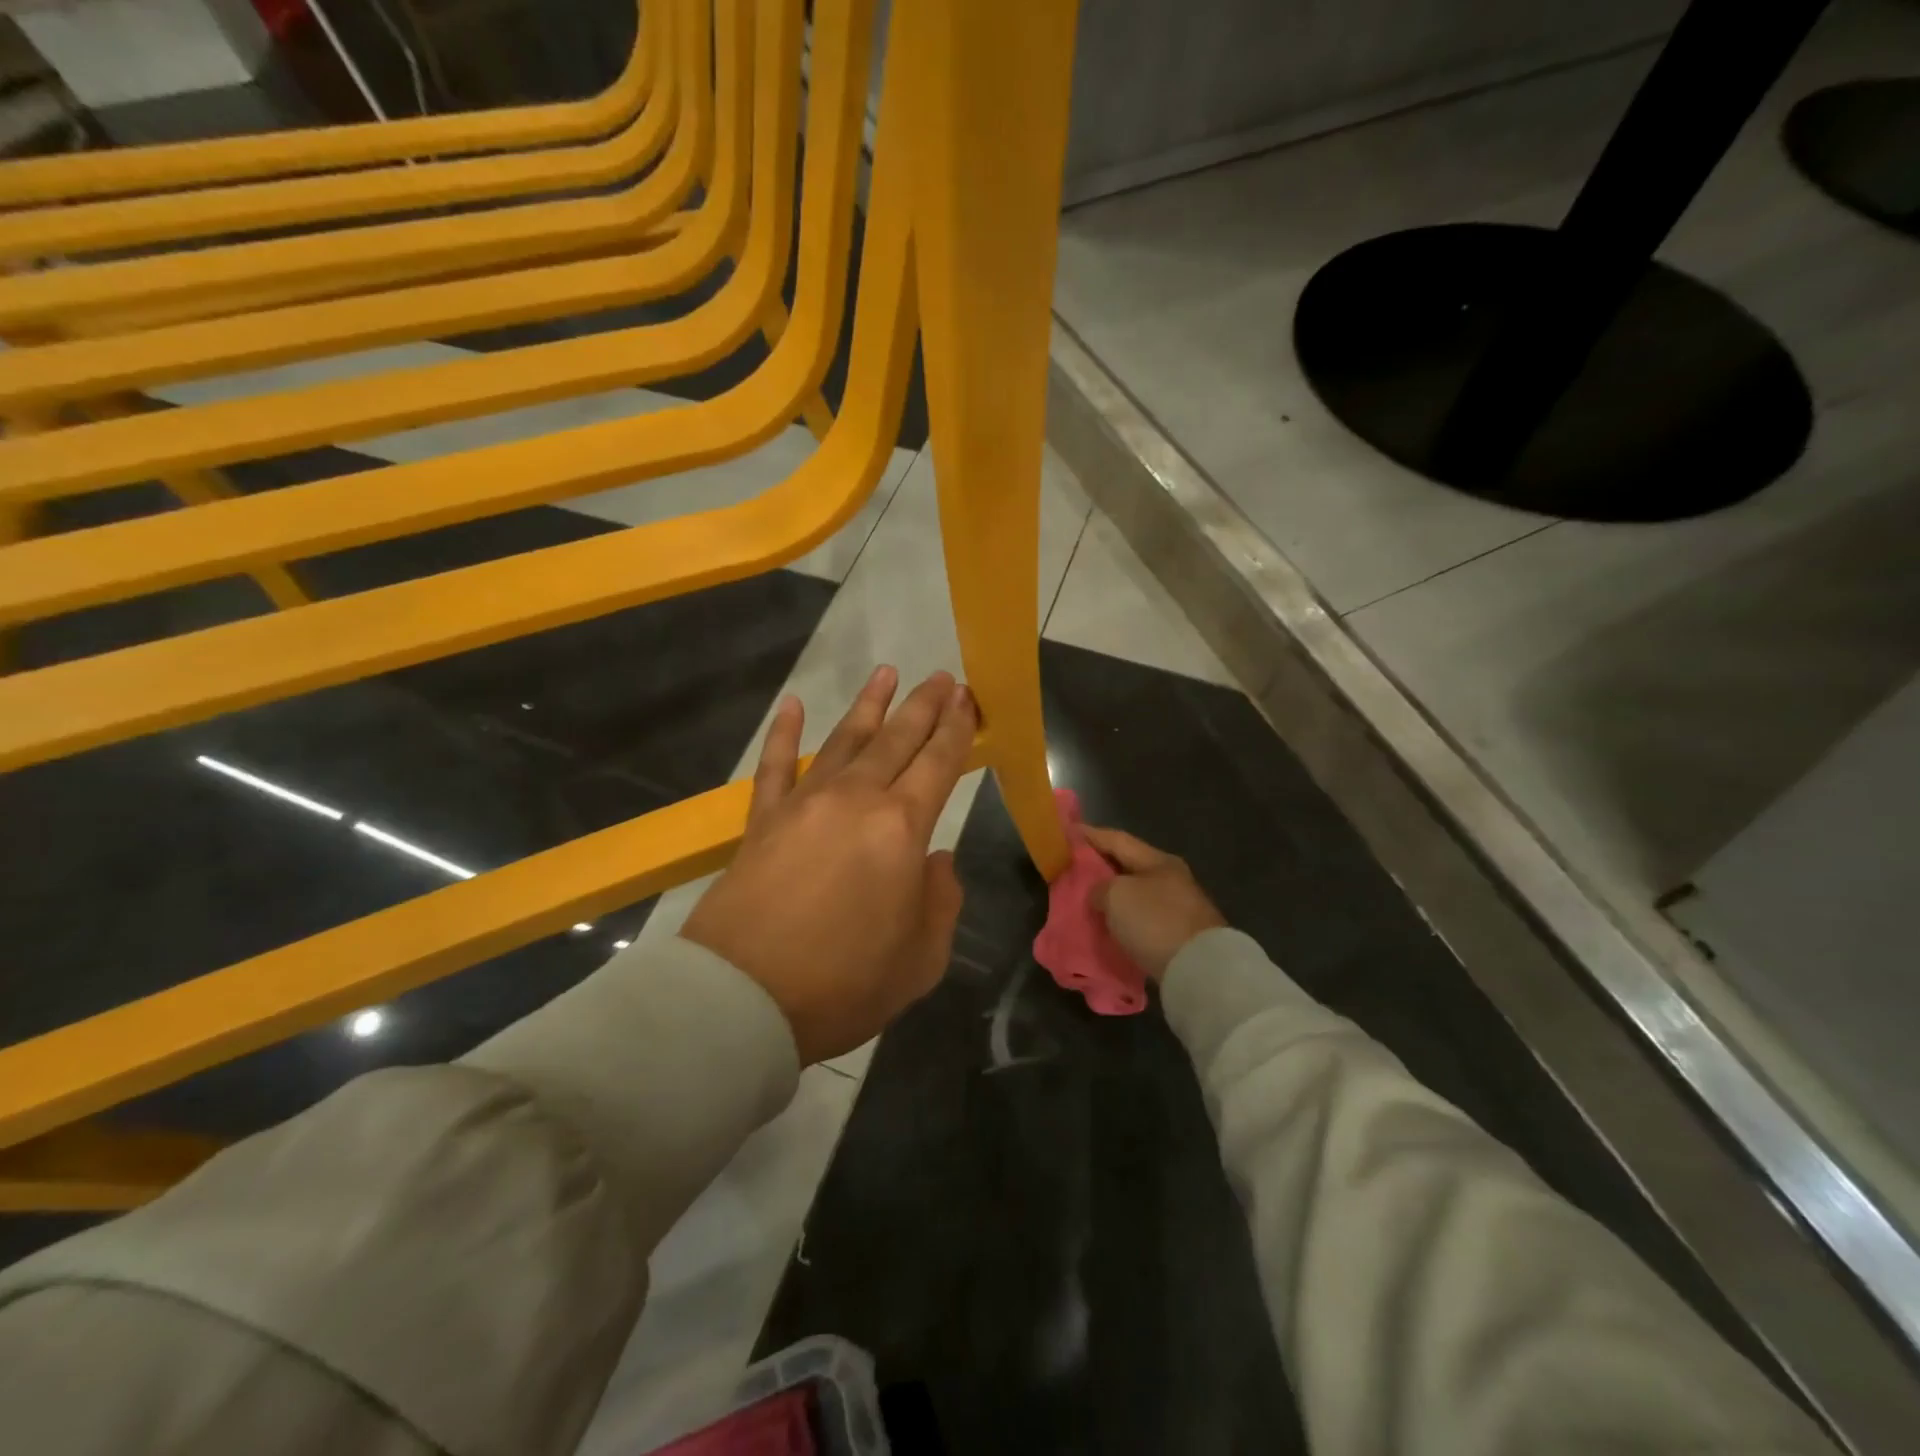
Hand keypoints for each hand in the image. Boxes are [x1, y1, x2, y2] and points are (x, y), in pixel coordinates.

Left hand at [683, 666, 975, 1063]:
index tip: (966, 697)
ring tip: (887, 672)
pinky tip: (792, 705)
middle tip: (941, 676)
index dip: (956, 727)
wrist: (743, 999)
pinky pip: (774, 765)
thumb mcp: (922, 957)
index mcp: (902, 828)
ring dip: (869, 705)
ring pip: (844, 740)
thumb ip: (940, 900)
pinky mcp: (762, 821)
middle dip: (923, 705)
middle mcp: (855, 800)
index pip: (938, 762)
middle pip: (896, 740)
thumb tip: (936, 860)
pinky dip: (783, 733)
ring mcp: (804, 804)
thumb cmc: (845, 984)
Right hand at [1082, 826, 1225, 980]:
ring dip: (1109, 896)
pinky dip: (1120, 919)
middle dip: (1098, 867)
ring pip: (1133, 895)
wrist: (1199, 970)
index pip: (1117, 840)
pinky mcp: (1176, 936)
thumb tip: (1099, 895)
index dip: (1090, 835)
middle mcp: (1170, 879)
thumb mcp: (1116, 895)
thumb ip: (1099, 887)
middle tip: (1070, 867)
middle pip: (1126, 867)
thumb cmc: (1154, 921)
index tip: (1067, 832)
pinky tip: (1105, 923)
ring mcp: (1176, 908)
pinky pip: (1139, 920)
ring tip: (1083, 899)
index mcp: (1158, 861)